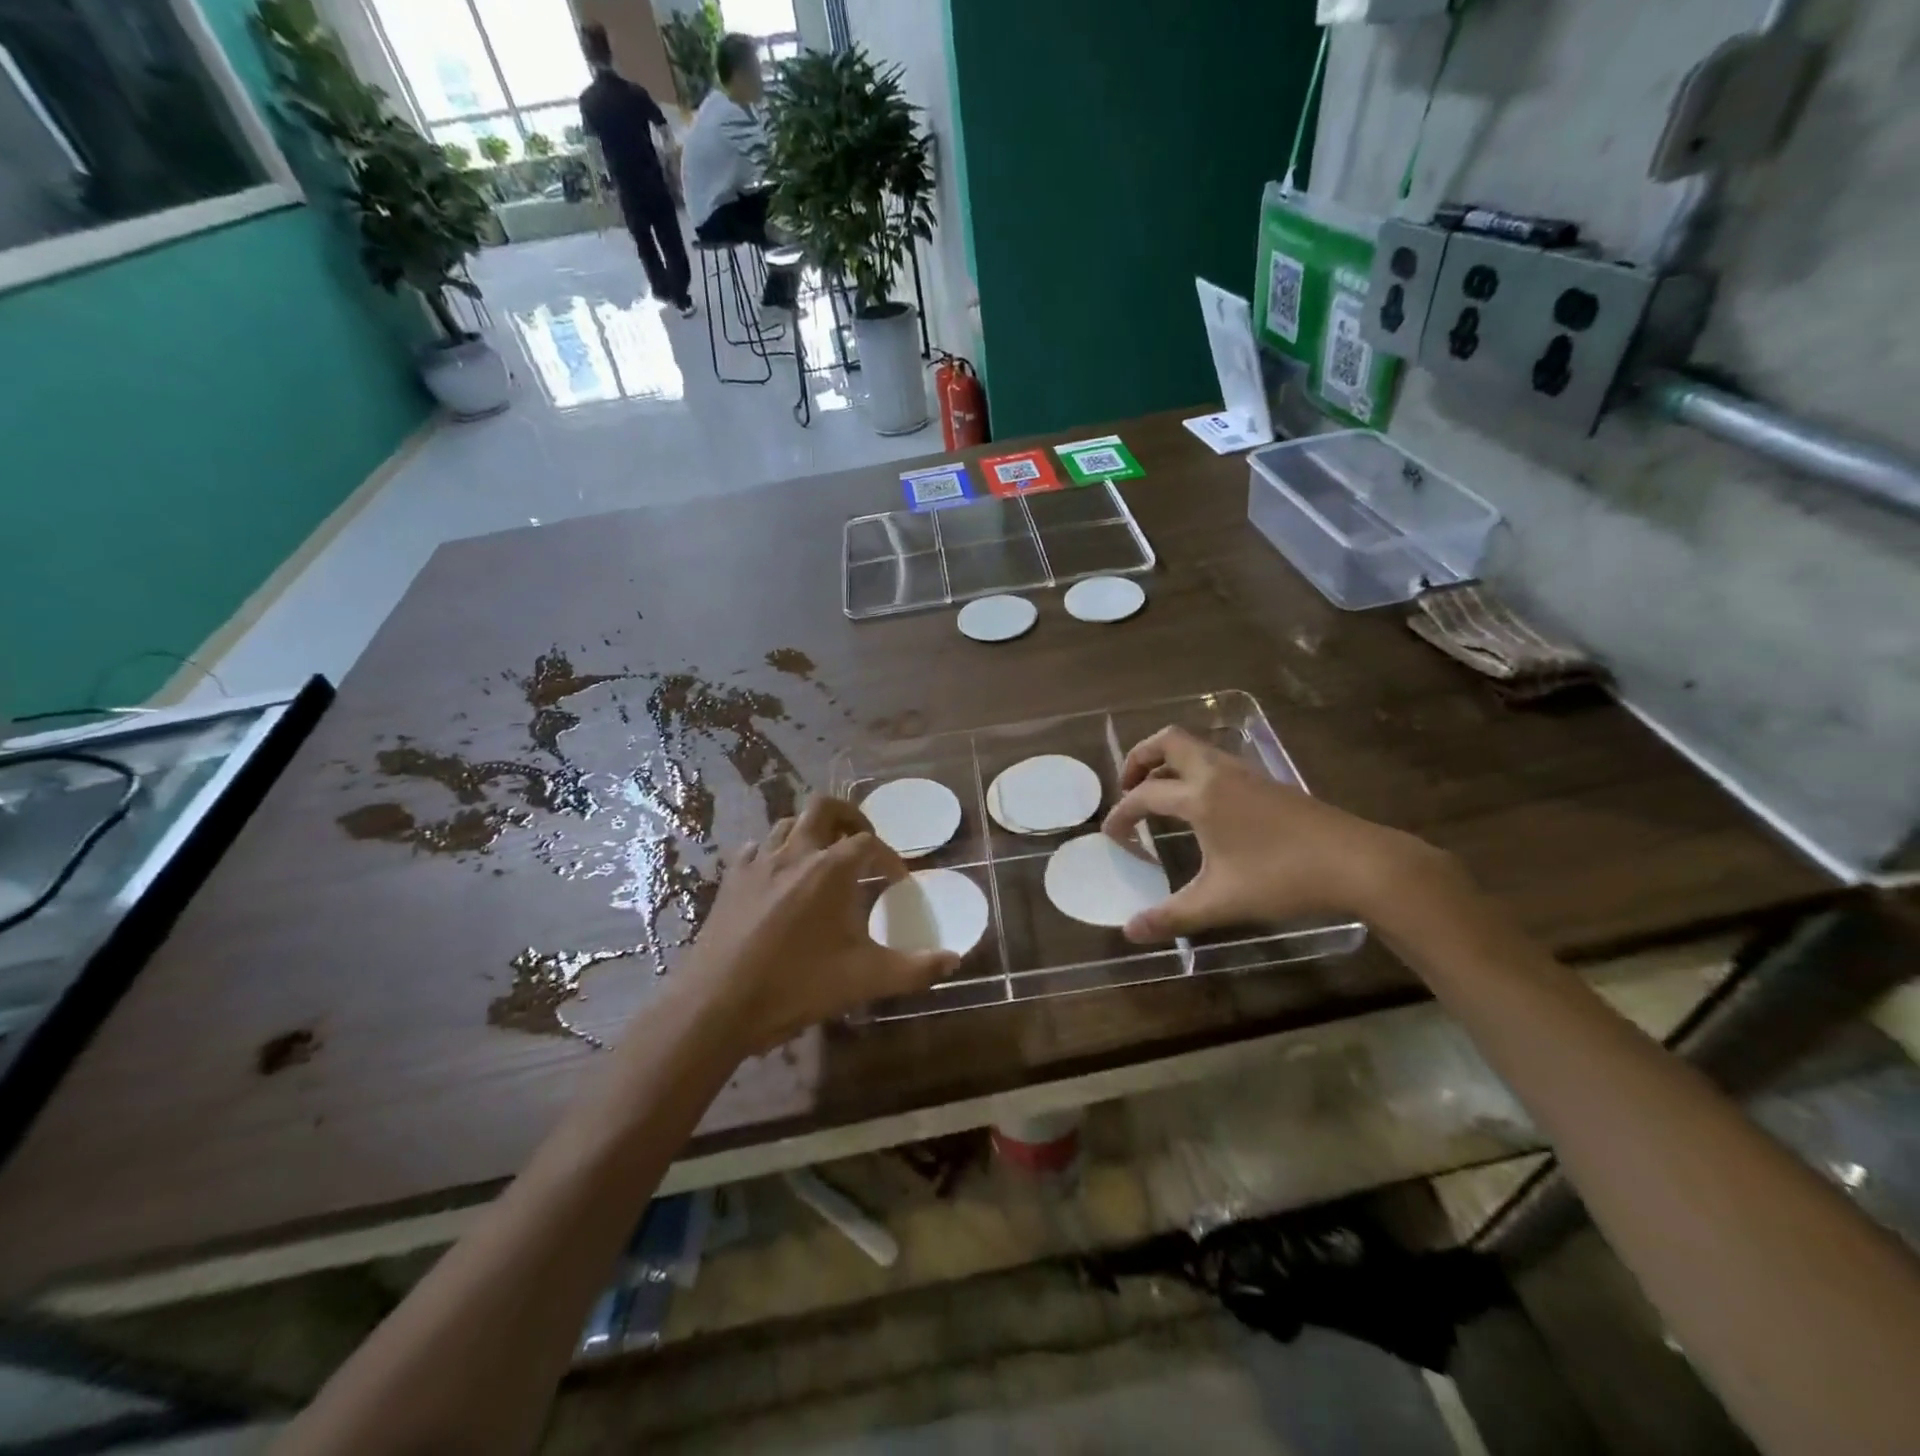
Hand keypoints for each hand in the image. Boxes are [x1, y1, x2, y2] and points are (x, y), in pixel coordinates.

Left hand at [676, 797, 960, 1053]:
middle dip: (849, 816)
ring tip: (822, 858)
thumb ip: (915, 969)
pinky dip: (774, 853)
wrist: (717, 1005)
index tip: (897, 879)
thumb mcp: (864, 979)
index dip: (888, 856)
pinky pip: (756, 849)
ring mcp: (758, 863)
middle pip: (824, 808)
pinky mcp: (731, 879)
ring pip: (787, 824)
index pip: (868, 843)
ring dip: (810, 832)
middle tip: (861, 841)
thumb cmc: (797, 986)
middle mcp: (795, 852)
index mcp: (830, 869)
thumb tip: (955, 961)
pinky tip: (777, 877)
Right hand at [1102, 727, 1443, 941]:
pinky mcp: (1267, 782)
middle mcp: (1218, 774)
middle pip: (1168, 741)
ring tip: (1159, 795)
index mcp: (1200, 797)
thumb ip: (1171, 916)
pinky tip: (1203, 806)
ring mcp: (1246, 774)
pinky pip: (1217, 761)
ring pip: (1196, 748)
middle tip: (1127, 787)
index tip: (1110, 835)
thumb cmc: (1282, 879)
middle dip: (1139, 757)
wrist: (1358, 863)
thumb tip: (1129, 932)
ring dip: (1168, 763)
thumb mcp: (1220, 902)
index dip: (1121, 814)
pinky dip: (1194, 771)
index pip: (1145, 796)